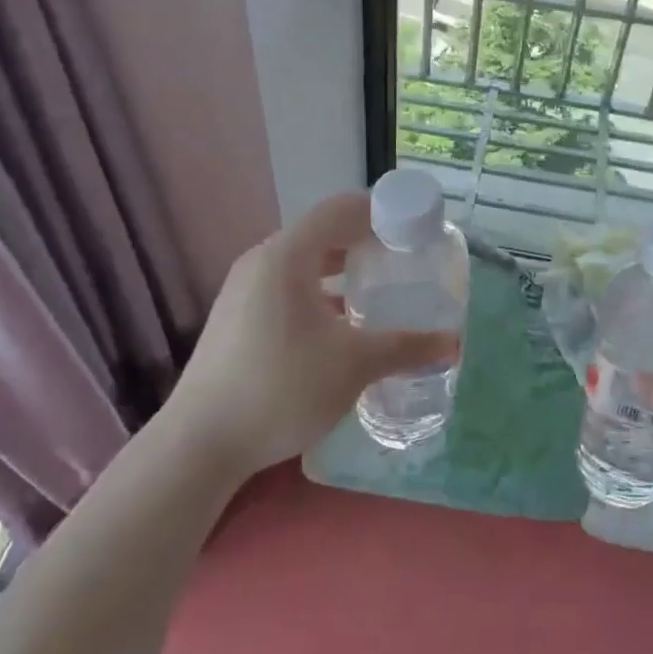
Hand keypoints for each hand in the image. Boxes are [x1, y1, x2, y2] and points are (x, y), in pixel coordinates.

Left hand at [164, 192, 458, 478]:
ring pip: (304, 264)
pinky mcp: (236, 319)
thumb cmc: (282, 388)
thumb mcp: (354, 364)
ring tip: (379, 291)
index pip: (341, 209)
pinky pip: (287, 288)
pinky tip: (341, 326)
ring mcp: (243, 290)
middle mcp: (262, 262)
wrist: (199, 445)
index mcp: (288, 255)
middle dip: (366, 243)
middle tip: (405, 262)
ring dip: (342, 271)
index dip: (382, 212)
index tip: (415, 231)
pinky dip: (319, 293)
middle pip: (323, 233)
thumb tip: (453, 344)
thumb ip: (406, 347)